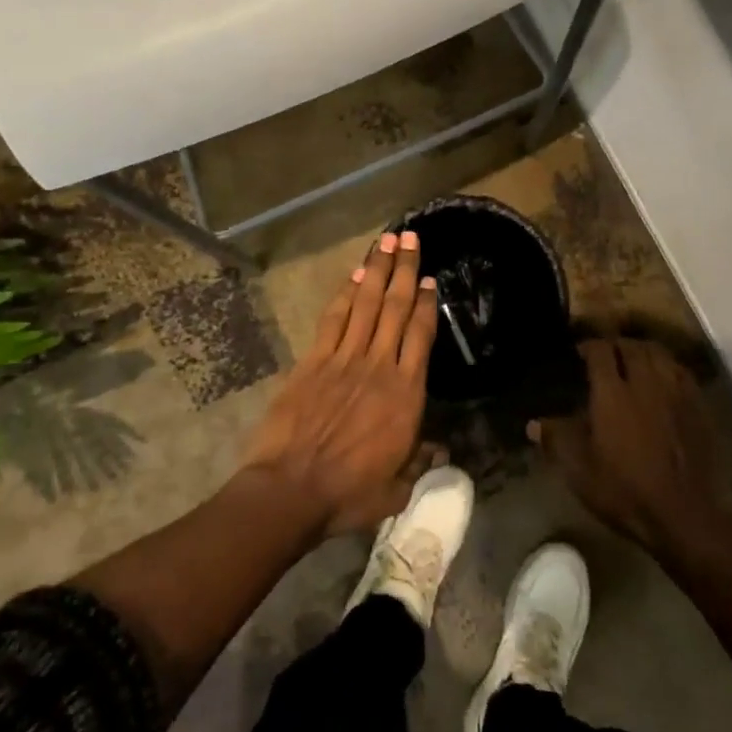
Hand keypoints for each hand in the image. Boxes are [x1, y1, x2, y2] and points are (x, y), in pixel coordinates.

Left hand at [241, 230, 438, 536]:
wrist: (291, 490)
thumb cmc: (349, 493)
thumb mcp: (397, 489)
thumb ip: (420, 464)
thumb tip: (440, 451)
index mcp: (406, 393)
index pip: (421, 335)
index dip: (427, 304)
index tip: (430, 280)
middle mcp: (378, 365)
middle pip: (396, 307)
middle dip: (405, 269)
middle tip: (411, 237)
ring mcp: (344, 359)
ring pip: (366, 304)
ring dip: (377, 270)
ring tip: (386, 241)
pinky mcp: (313, 361)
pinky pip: (334, 320)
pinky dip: (345, 295)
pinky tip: (354, 276)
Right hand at [531, 338, 731, 555]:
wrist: (684, 514)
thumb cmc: (625, 491)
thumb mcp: (579, 470)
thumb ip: (557, 440)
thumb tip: (533, 424)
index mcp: (613, 393)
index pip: (601, 351)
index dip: (589, 346)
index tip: (579, 352)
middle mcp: (645, 382)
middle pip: (632, 347)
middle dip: (617, 344)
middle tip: (606, 354)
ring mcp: (676, 392)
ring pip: (660, 354)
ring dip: (644, 351)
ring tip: (634, 361)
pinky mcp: (699, 407)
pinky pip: (682, 372)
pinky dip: (668, 367)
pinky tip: (663, 380)